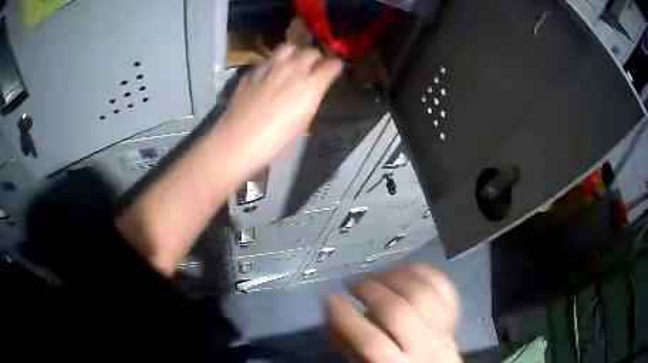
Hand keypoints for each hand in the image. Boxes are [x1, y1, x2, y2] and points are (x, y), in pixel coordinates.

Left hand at [213, 44, 342, 177]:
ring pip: (289, 47)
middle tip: (314, 67)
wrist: (237, 142)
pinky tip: (271, 74)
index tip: (333, 71)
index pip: (332, 64)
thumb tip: (312, 93)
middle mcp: (292, 69)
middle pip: (311, 51)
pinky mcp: (253, 71)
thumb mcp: (302, 124)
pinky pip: (268, 59)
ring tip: (293, 63)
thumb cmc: (274, 142)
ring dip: (295, 53)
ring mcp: (270, 67)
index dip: (335, 67)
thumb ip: (310, 101)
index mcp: (310, 85)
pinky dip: (275, 62)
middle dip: (316, 57)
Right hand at [325, 263, 460, 362]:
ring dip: (397, 277)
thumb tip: (330, 312)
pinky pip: (444, 288)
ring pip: (424, 294)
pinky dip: (424, 273)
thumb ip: (347, 345)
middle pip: (399, 312)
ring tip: (379, 275)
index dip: (347, 317)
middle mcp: (425, 349)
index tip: (329, 297)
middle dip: (371, 290)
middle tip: (354, 283)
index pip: (371, 342)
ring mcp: (443, 331)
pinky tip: (405, 269)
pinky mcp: (454, 317)